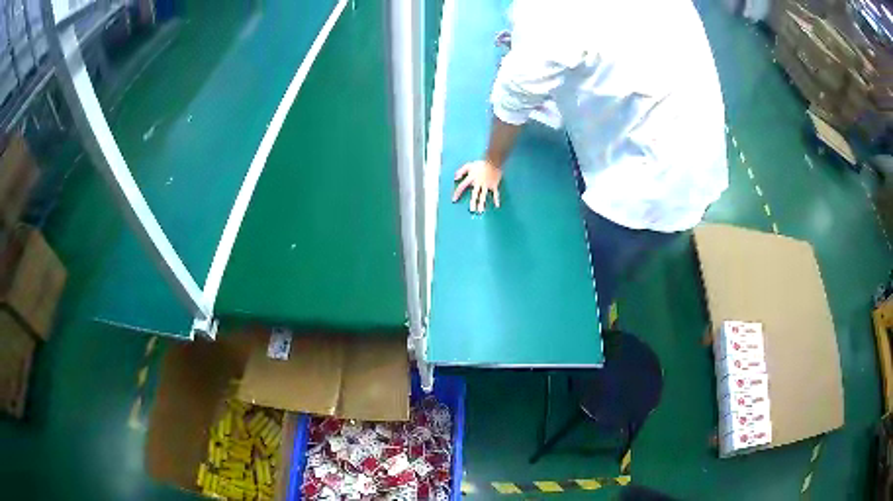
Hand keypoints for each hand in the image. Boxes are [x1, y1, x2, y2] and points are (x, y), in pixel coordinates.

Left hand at [452, 160, 501, 212]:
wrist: (493, 160)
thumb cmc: (480, 164)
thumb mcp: (469, 165)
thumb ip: (461, 171)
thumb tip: (455, 178)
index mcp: (472, 178)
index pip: (462, 186)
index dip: (457, 193)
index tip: (454, 200)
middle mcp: (479, 182)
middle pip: (475, 194)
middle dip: (473, 202)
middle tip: (471, 210)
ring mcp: (487, 184)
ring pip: (484, 195)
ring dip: (482, 203)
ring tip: (481, 211)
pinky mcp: (494, 185)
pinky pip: (496, 193)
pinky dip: (496, 199)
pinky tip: (496, 205)